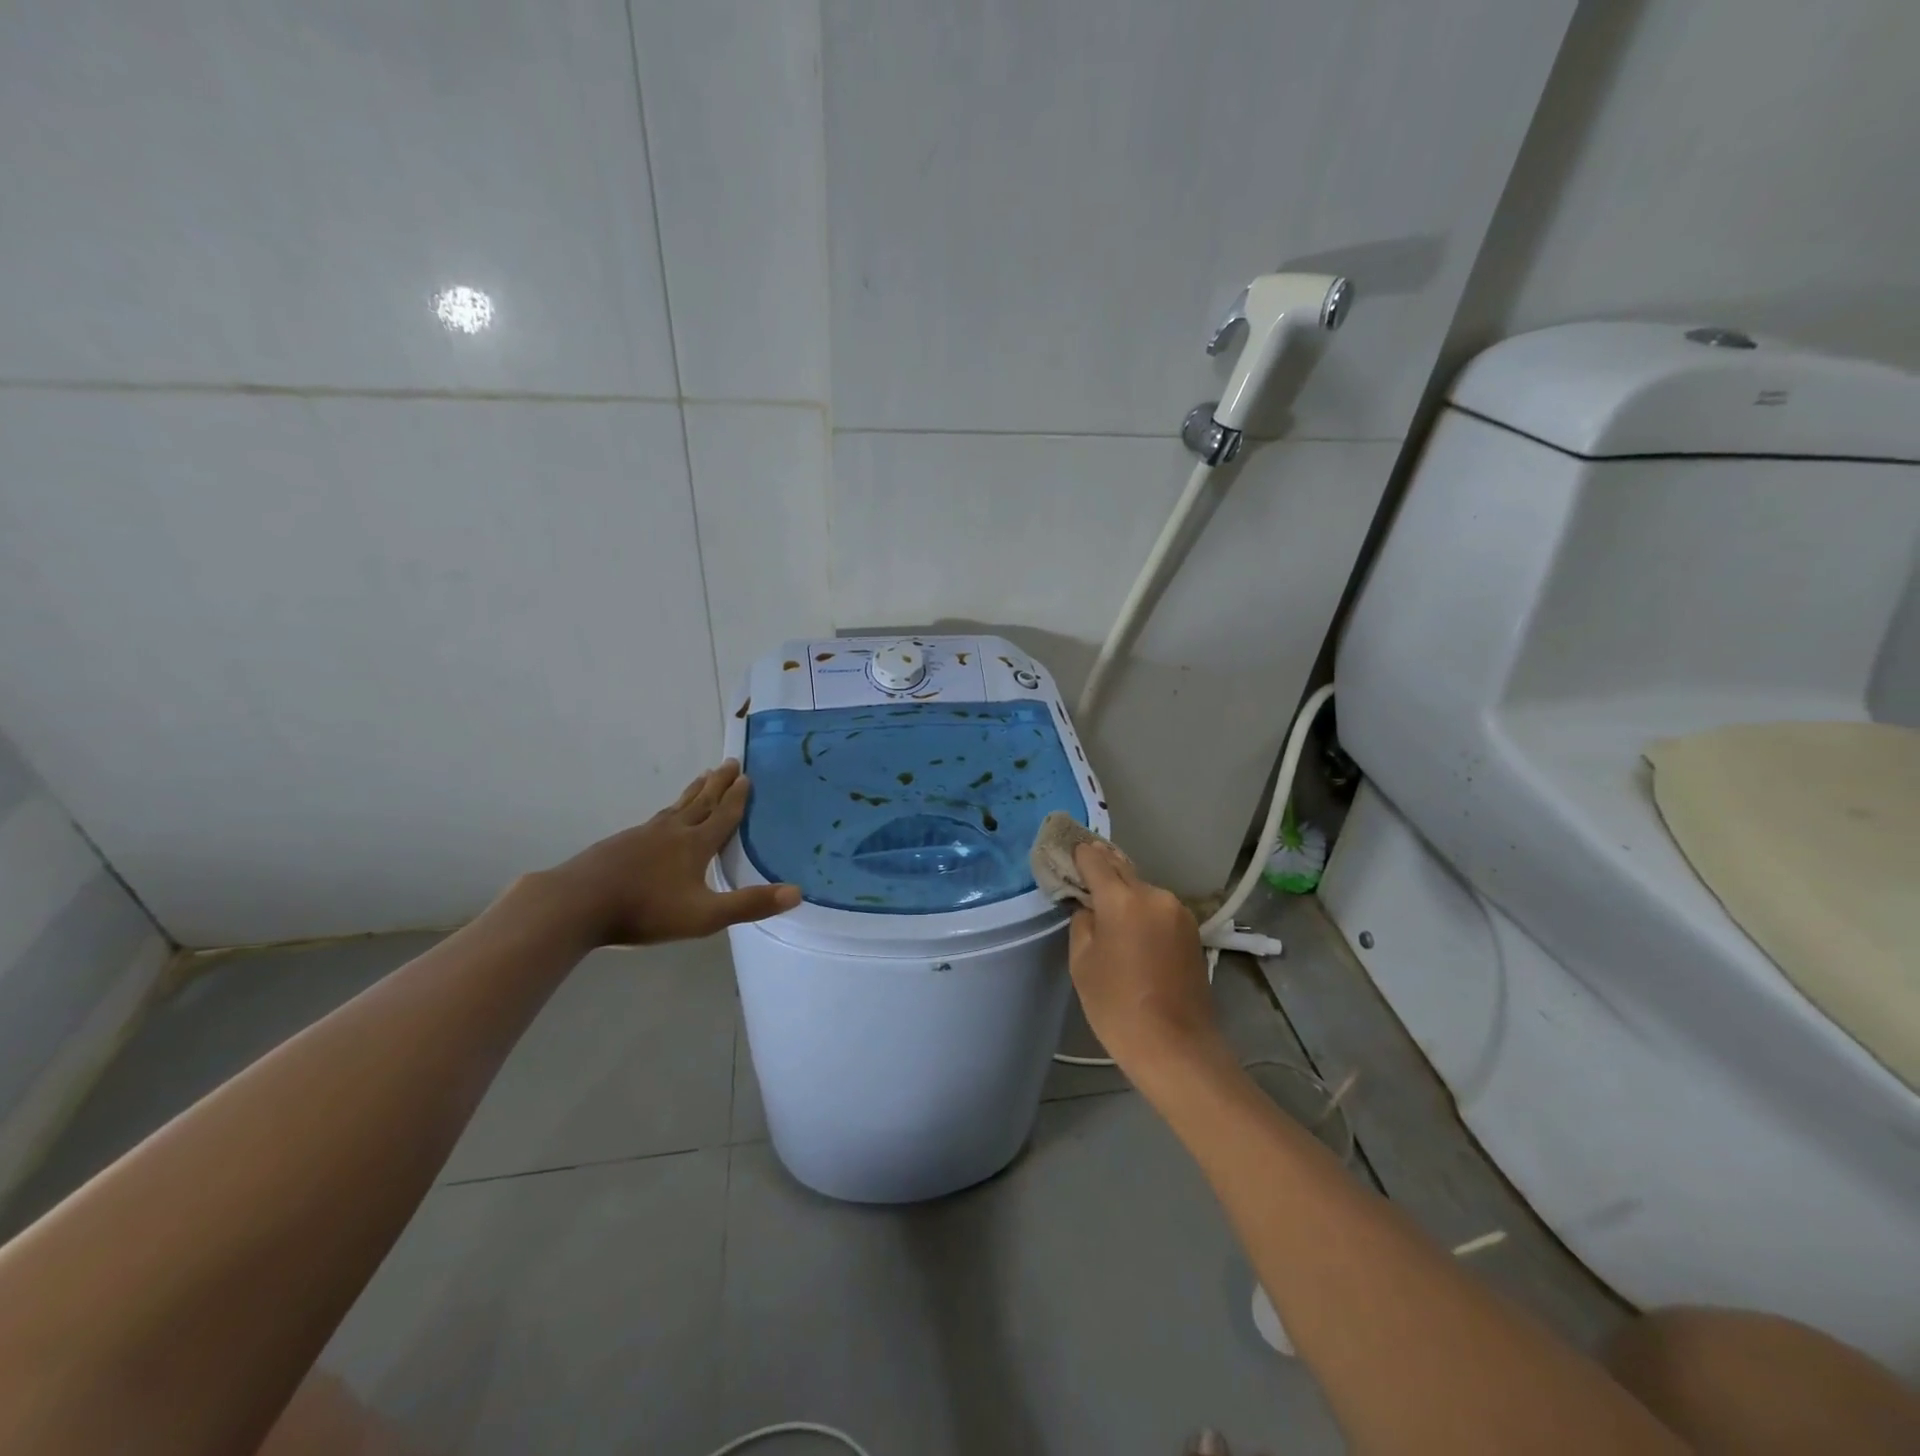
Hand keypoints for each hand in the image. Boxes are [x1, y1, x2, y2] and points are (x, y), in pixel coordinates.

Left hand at [540, 761, 799, 946]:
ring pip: (676, 807)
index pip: (723, 816)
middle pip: (701, 802)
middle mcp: (672, 831)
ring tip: (702, 779)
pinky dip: (668, 811)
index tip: (747, 776)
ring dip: (694, 792)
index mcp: (695, 845)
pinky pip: (654, 820)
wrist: (578, 904)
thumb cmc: (646, 910)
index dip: (737, 798)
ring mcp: (643, 835)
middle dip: (718, 784)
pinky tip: (662, 819)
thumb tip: (797, 893)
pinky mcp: (620, 844)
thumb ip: (750, 904)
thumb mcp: (705, 915)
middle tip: (730, 762)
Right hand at [1066, 841, 1223, 1077]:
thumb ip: (1082, 923)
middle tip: (1082, 867)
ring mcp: (1178, 912)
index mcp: (1123, 899)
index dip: (1079, 854)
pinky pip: (1158, 909)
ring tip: (1106, 905)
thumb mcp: (1082, 963)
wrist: (1176, 1047)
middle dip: (1102, 867)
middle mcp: (1154, 895)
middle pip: (1122, 870)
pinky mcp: (1191, 930)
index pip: (1095, 860)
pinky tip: (1131, 927)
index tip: (1067, 851)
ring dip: (1124, 892)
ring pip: (1142, 890)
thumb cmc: (1117, 1007)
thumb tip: (1089, 908)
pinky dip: (1142, 910)